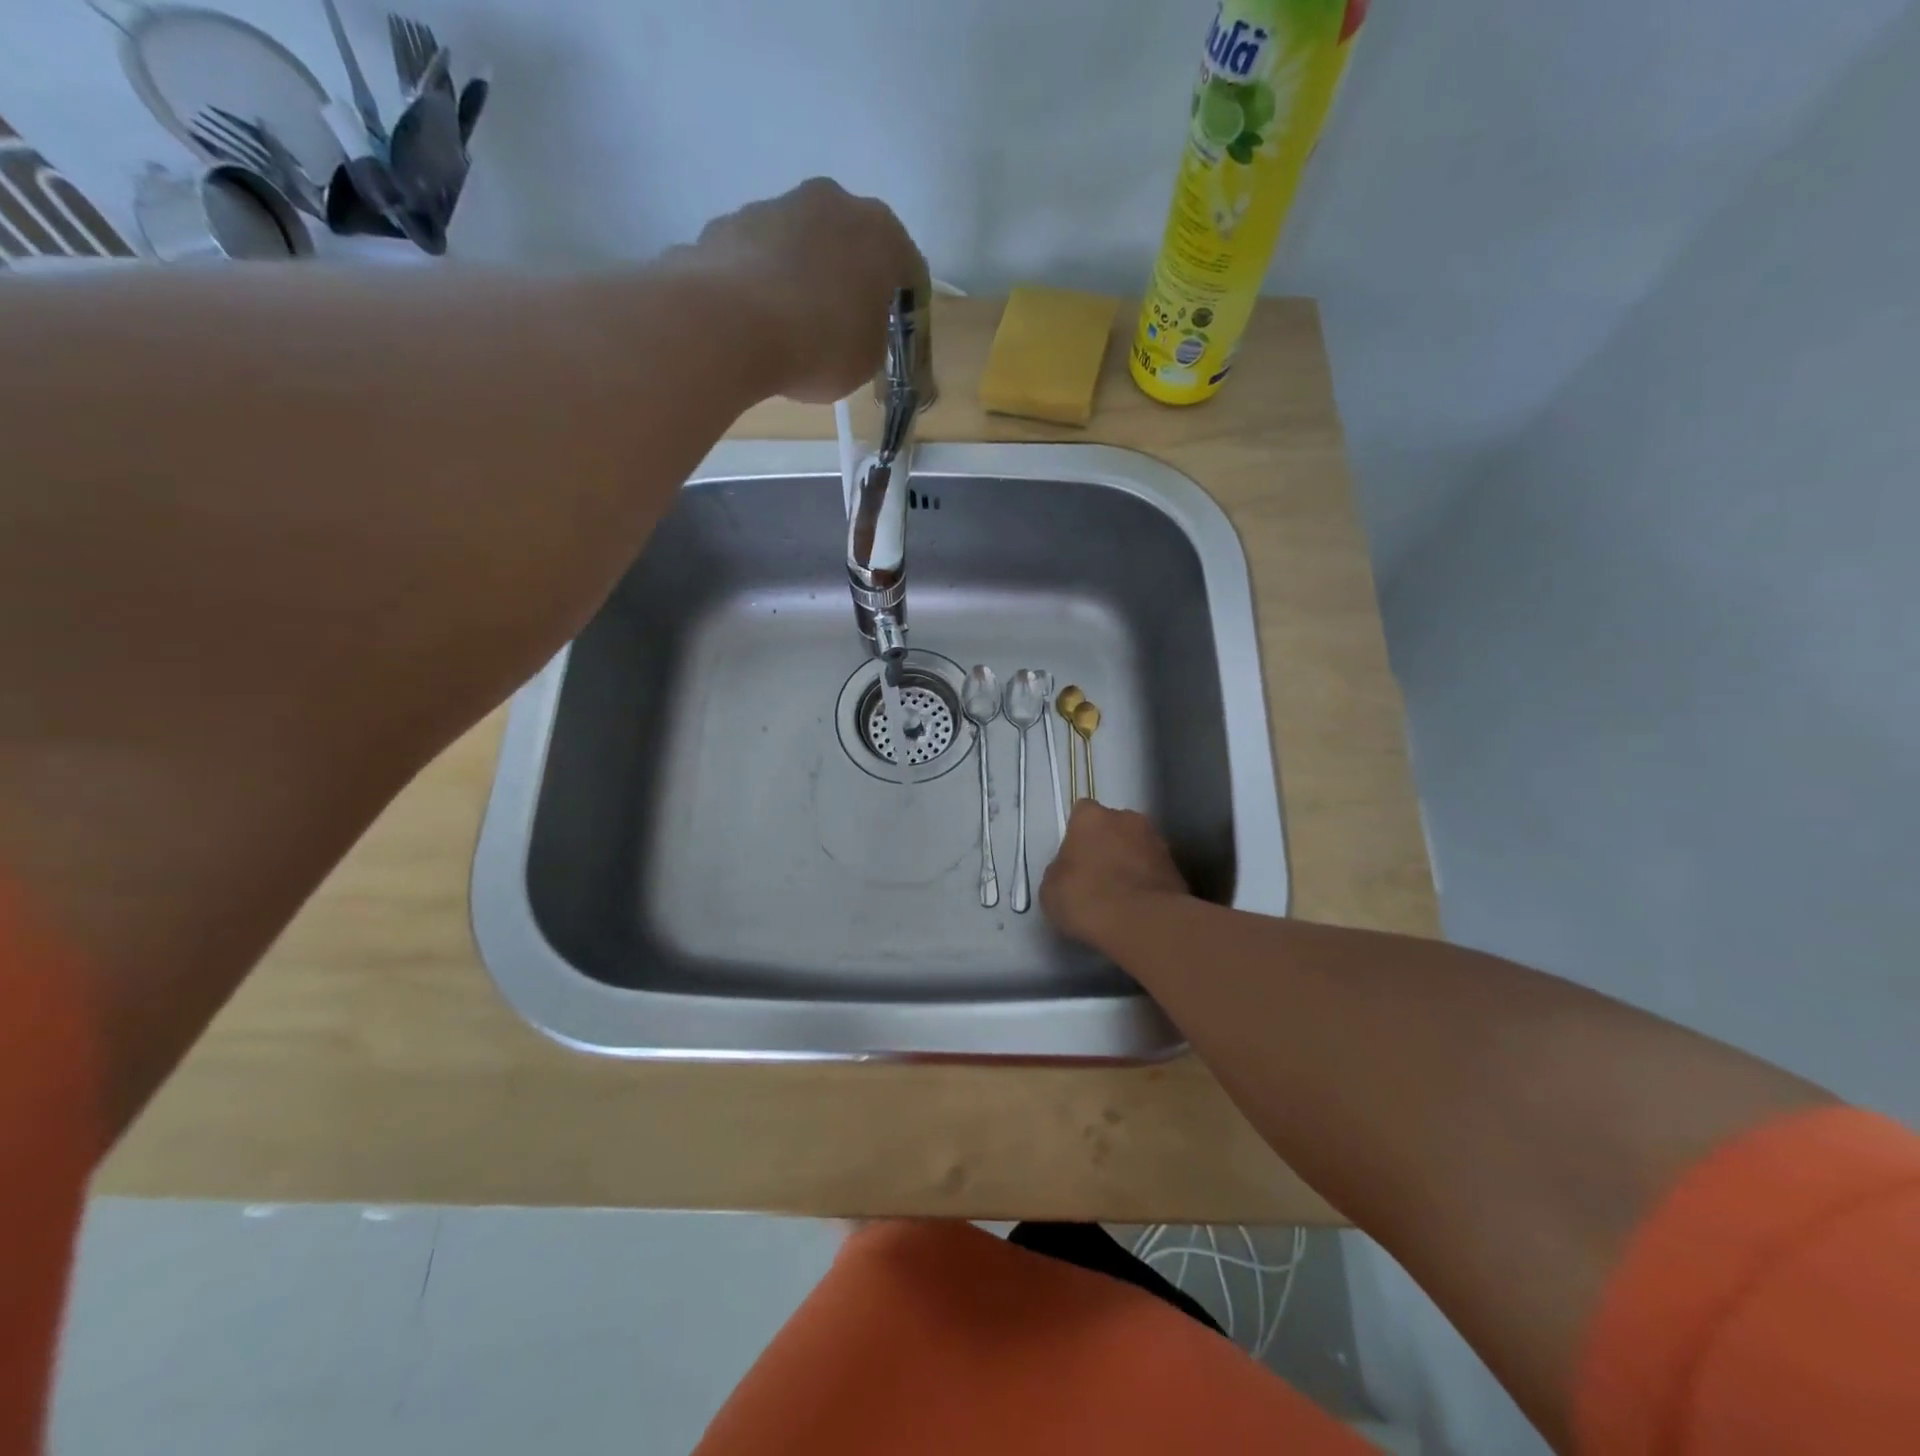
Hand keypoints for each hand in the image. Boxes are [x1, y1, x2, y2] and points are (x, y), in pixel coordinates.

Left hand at [688, 178, 924, 403]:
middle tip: (846, 324)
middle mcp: (831, 202)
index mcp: (880, 233)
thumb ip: (872, 334)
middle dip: (850, 278)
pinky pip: (759, 259)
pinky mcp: (728, 224)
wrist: (731, 326)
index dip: (905, 304)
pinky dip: (763, 283)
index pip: (908, 268)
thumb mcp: (868, 358)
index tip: (896, 332)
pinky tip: (756, 323)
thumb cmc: (820, 344)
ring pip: (800, 244)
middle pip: (850, 243)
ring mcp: (774, 205)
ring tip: (793, 328)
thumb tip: (856, 324)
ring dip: (803, 276)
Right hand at [1040, 802, 1190, 951]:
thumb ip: (1061, 869)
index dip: (1078, 833)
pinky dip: (1148, 883)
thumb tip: (1071, 870)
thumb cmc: (1086, 898)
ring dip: (1131, 862)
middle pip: (1114, 826)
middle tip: (1097, 875)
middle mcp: (1127, 819)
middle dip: (1108, 844)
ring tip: (1121, 896)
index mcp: (1092, 817)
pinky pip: (1155, 871)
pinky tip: (1138, 908)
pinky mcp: (1177, 869)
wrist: (1142, 923)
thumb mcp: (1051, 888)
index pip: (1082, 812)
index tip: (1074, 857)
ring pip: (1138, 846)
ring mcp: (1157, 842)